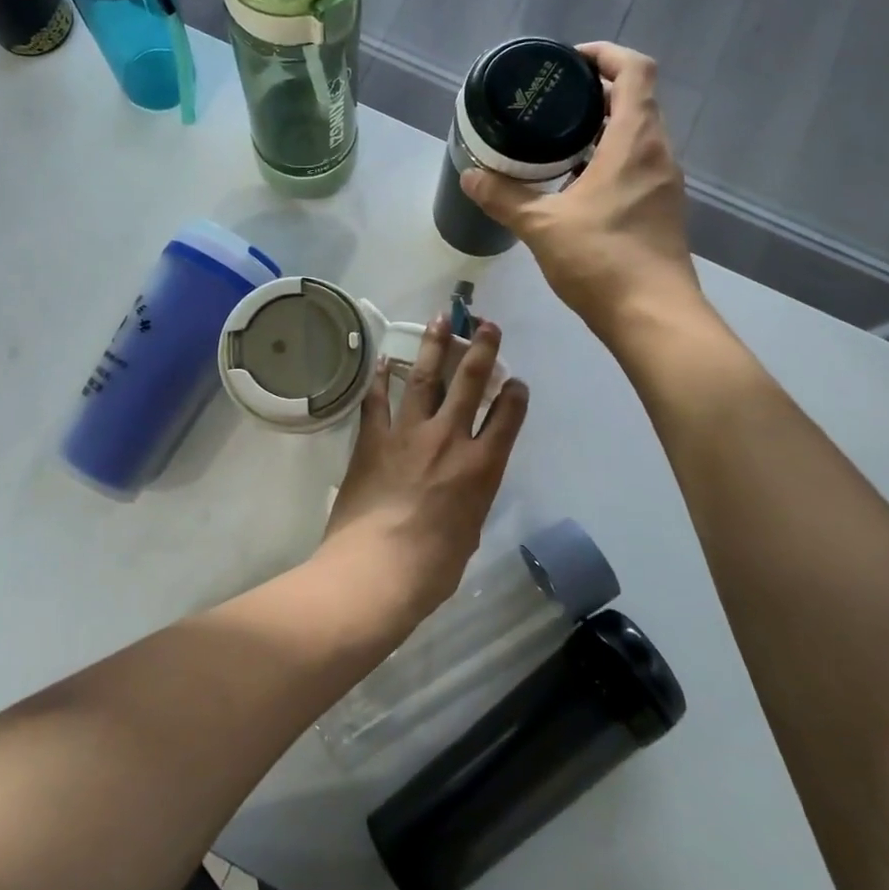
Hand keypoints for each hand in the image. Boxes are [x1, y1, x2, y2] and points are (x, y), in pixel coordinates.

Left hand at [321, 318, 528, 616]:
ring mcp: (408, 434)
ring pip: (425, 380)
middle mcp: (449, 439)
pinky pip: (378, 402)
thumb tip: (459, 494)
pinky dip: (382, 379)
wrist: (377, 569)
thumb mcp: (467, 533)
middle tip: (486, 324)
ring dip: (434, 347)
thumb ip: (468, 503)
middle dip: (481, 349)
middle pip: (470, 383)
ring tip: (440, 320)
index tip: (515, 381)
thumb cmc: (432, 567)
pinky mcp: (373, 440)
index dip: (514, 394)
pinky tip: (386, 359)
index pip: (507, 417)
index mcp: (482, 467)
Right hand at [461, 41, 703, 337]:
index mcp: (635, 141)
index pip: (634, 70)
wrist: (654, 317)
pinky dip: (609, 160)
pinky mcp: (663, 210)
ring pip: (638, 136)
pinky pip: (638, 166)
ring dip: (603, 129)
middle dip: (596, 93)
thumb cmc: (601, 260)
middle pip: (636, 100)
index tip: (568, 63)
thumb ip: (504, 197)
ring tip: (556, 142)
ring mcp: (665, 183)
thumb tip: (470, 175)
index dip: (604, 55)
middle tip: (551, 104)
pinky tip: (575, 186)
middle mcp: (658, 153)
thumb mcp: (542, 226)